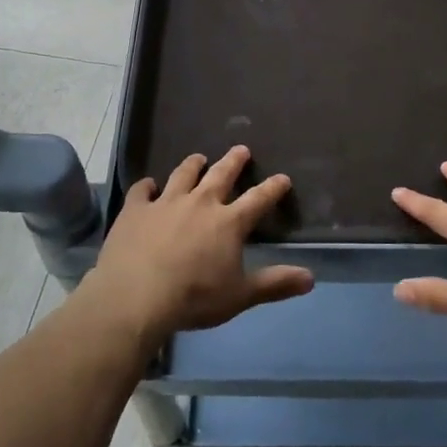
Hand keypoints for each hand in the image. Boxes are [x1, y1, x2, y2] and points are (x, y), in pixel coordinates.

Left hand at [89, 146, 312, 338]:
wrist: (136, 296)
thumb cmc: (194, 297)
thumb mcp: (240, 296)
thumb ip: (275, 284)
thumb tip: (311, 278)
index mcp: (228, 222)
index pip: (258, 199)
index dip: (272, 188)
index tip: (283, 178)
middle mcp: (200, 203)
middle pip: (221, 175)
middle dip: (233, 161)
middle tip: (241, 149)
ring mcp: (165, 203)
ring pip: (183, 175)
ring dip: (193, 164)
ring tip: (199, 157)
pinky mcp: (136, 210)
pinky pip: (142, 191)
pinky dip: (147, 186)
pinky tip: (148, 185)